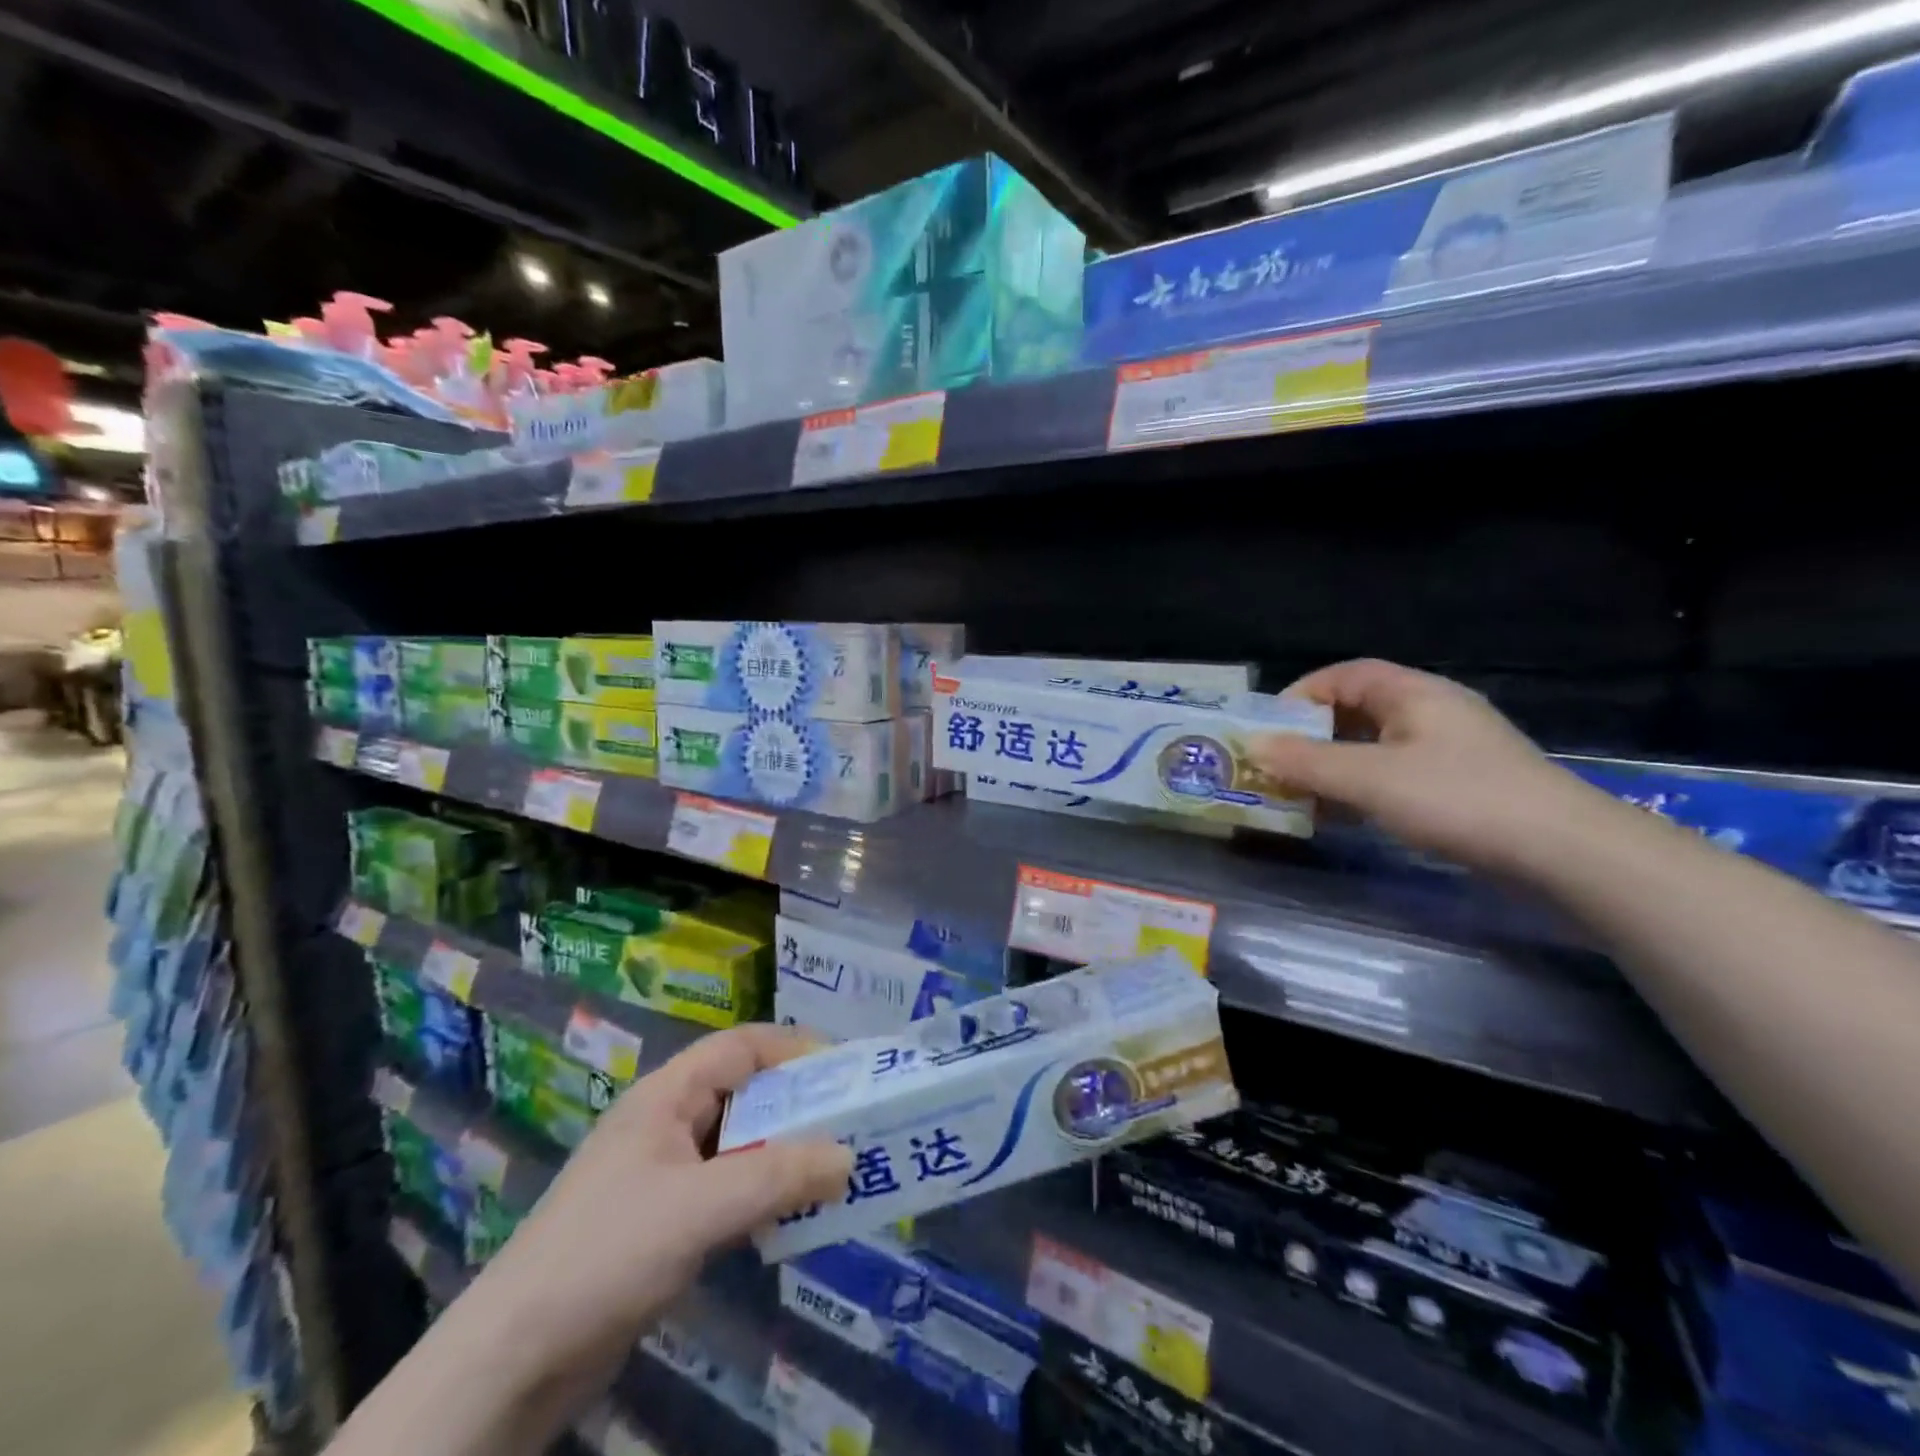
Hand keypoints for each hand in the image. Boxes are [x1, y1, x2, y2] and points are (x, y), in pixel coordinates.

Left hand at [464, 1025, 850, 1394]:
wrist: (510, 1362)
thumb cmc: (606, 1255)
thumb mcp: (699, 1209)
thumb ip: (778, 1178)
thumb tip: (849, 1157)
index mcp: (667, 1096)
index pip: (742, 1047)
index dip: (795, 1049)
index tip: (847, 1072)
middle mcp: (667, 1123)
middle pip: (745, 1094)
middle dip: (799, 1106)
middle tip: (854, 1125)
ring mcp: (662, 1175)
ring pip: (739, 1145)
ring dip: (784, 1155)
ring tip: (837, 1171)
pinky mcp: (661, 1223)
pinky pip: (726, 1190)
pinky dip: (762, 1194)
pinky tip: (791, 1217)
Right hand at [1251, 658, 1599, 875]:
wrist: (1564, 854)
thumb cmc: (1458, 799)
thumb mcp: (1370, 779)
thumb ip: (1307, 762)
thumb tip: (1252, 746)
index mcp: (1413, 694)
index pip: (1344, 675)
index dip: (1300, 695)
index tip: (1267, 728)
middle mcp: (1431, 713)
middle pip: (1356, 712)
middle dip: (1310, 737)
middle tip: (1275, 766)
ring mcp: (1448, 752)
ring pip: (1373, 748)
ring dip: (1332, 768)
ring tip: (1299, 796)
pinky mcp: (1459, 787)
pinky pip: (1393, 776)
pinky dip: (1360, 790)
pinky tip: (1343, 818)